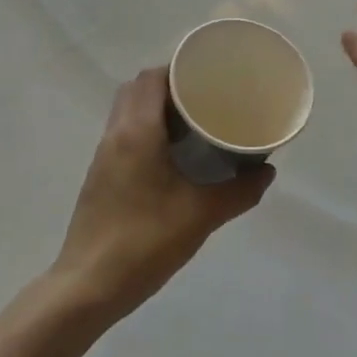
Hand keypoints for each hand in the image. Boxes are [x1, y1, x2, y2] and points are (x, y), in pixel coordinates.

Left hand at [52, 67, 271, 319]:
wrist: (88, 288)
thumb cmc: (145, 242)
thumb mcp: (201, 215)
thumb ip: (239, 191)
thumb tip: (267, 172)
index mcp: (137, 131)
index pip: (152, 78)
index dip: (180, 69)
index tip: (210, 76)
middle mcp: (115, 135)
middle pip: (138, 89)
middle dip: (170, 85)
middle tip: (205, 97)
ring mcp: (103, 157)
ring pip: (127, 112)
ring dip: (156, 108)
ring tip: (194, 123)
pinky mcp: (100, 177)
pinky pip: (124, 134)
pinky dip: (147, 129)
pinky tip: (172, 155)